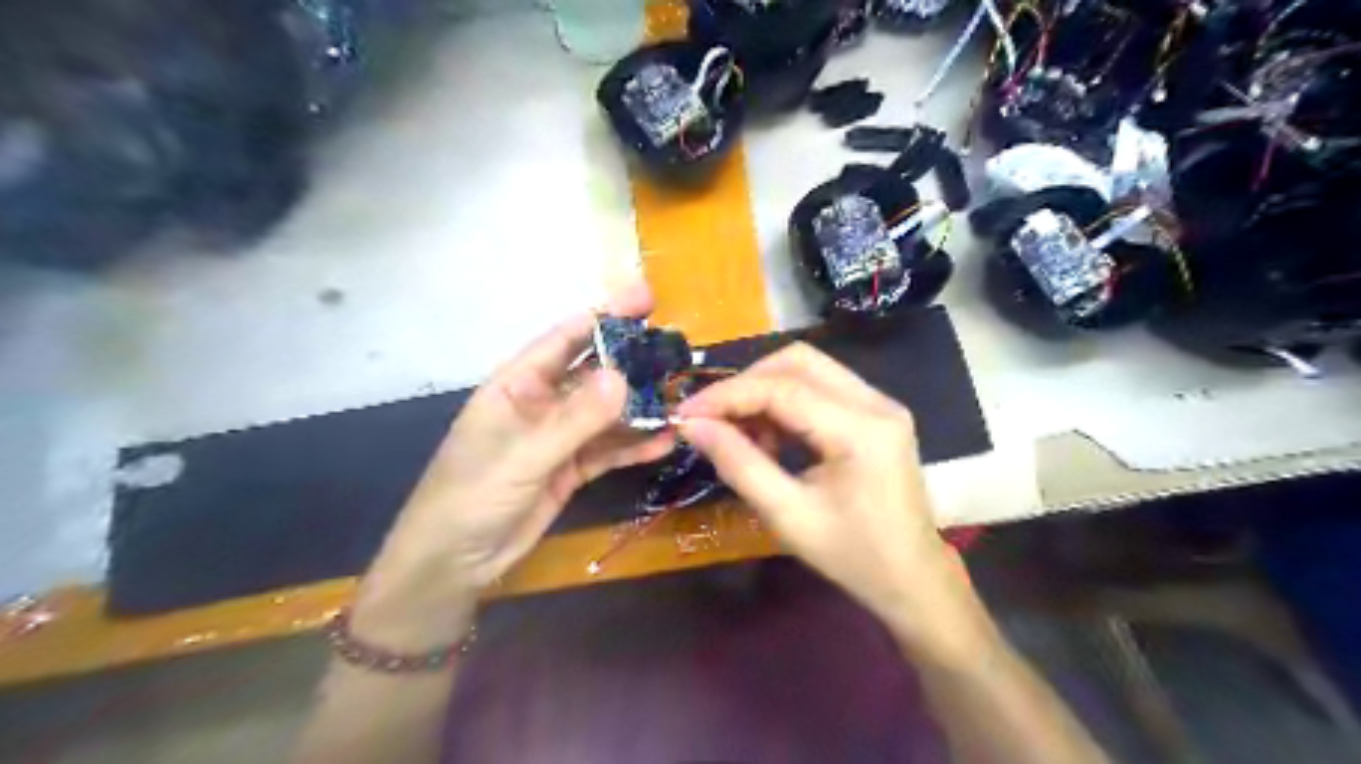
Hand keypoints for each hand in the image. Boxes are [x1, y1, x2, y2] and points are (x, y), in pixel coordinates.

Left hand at [353, 283, 670, 647]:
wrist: (454, 563)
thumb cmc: (471, 496)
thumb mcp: (523, 455)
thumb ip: (574, 419)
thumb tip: (623, 376)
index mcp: (518, 383)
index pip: (566, 338)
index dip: (606, 315)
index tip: (647, 298)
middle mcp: (542, 402)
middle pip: (594, 372)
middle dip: (633, 361)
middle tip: (677, 350)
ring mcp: (559, 436)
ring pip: (607, 413)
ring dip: (641, 407)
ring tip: (682, 398)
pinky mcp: (572, 468)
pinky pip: (609, 449)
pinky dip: (635, 445)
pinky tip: (665, 440)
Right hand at [677, 348, 978, 649]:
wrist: (913, 579)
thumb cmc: (852, 557)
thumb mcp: (787, 515)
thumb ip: (739, 464)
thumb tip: (693, 426)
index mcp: (861, 431)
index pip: (782, 389)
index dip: (728, 395)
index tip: (686, 413)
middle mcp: (877, 403)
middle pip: (798, 361)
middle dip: (746, 383)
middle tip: (712, 418)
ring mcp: (881, 404)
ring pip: (809, 368)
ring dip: (765, 390)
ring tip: (739, 432)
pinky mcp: (877, 413)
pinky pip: (822, 387)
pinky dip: (786, 401)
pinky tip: (769, 436)